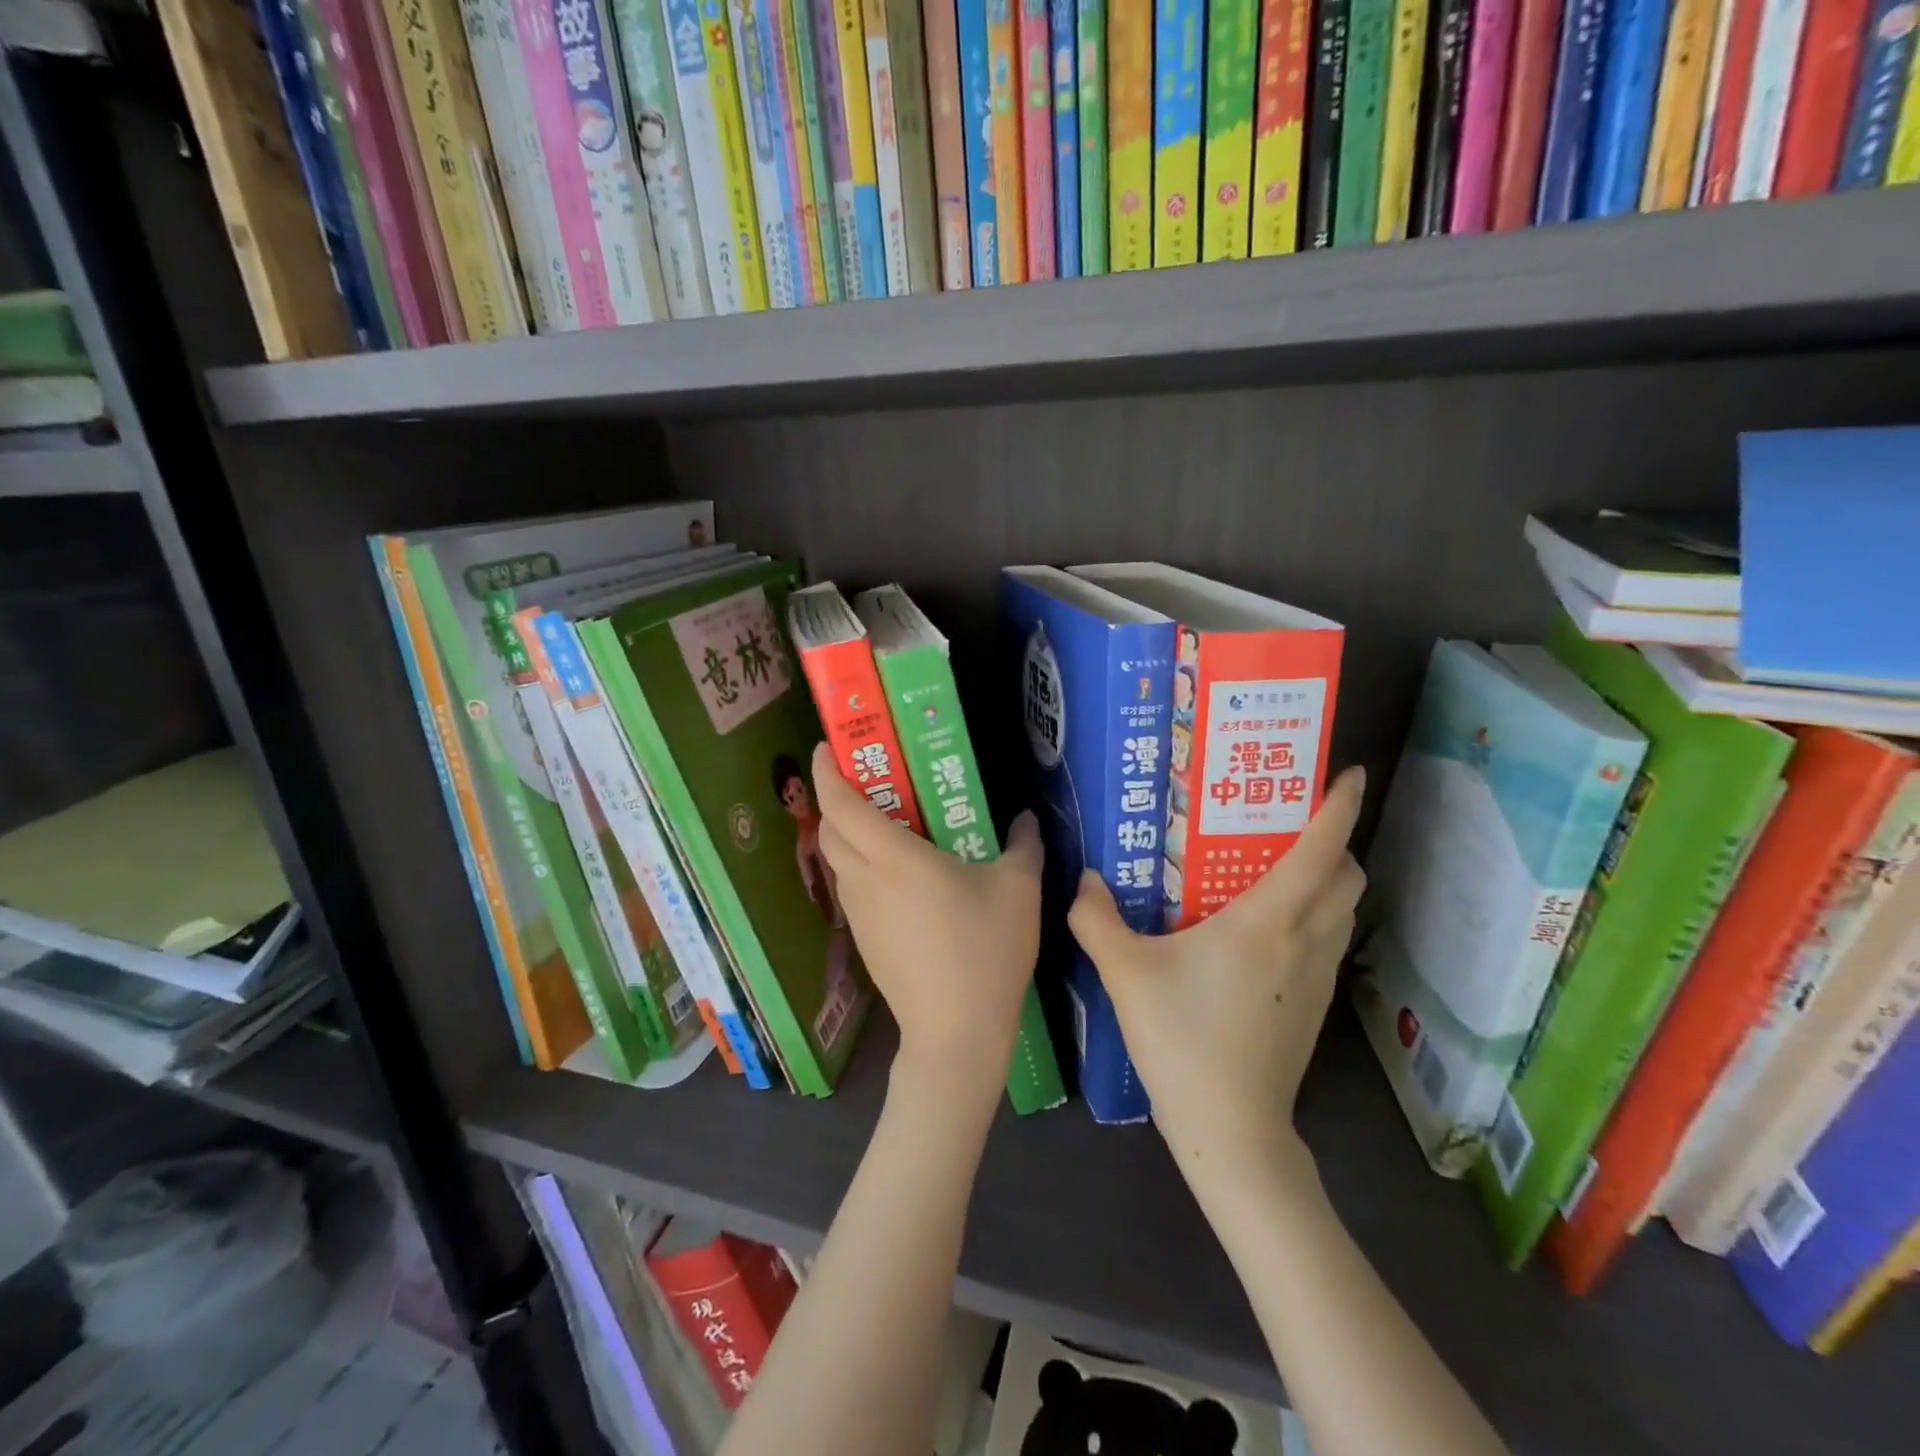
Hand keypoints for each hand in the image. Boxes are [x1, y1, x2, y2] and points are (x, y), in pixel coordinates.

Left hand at [811, 743, 1043, 1095]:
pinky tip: (896, 872)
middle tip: (864, 777)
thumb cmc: (985, 951)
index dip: (827, 771)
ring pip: (837, 859)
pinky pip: (851, 886)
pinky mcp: (863, 939)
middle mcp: (865, 880)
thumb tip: (1026, 819)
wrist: (956, 1033)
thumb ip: (1023, 844)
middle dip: (834, 796)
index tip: (827, 746)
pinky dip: (859, 864)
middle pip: (829, 828)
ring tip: (882, 819)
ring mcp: (859, 913)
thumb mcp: (1019, 890)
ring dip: (846, 832)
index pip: (842, 804)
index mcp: (894, 858)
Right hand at [1068, 767, 1367, 1176]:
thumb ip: (1096, 917)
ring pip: (1343, 910)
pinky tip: (1265, 928)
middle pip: (1347, 876)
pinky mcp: (1315, 1006)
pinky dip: (1315, 915)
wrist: (1231, 1129)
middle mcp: (1306, 940)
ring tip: (1276, 866)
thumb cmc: (1183, 1038)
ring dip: (1327, 879)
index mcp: (1269, 921)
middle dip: (1333, 839)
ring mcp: (1318, 977)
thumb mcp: (1125, 972)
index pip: (1321, 849)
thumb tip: (1085, 879)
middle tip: (1287, 821)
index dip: (1339, 807)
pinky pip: (1328, 940)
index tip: (1350, 773)